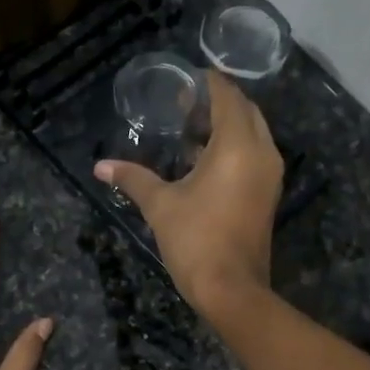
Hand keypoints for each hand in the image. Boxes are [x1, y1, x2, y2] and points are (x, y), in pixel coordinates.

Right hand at [95, 71, 282, 321]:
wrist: (231, 289)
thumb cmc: (196, 240)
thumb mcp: (160, 206)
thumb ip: (132, 178)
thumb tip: (100, 167)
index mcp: (237, 145)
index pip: (227, 96)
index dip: (206, 83)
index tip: (182, 80)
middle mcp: (262, 152)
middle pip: (244, 110)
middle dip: (217, 103)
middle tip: (183, 105)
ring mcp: (269, 174)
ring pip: (252, 133)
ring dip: (226, 126)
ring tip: (189, 129)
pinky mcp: (268, 194)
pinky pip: (254, 155)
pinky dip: (233, 147)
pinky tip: (202, 159)